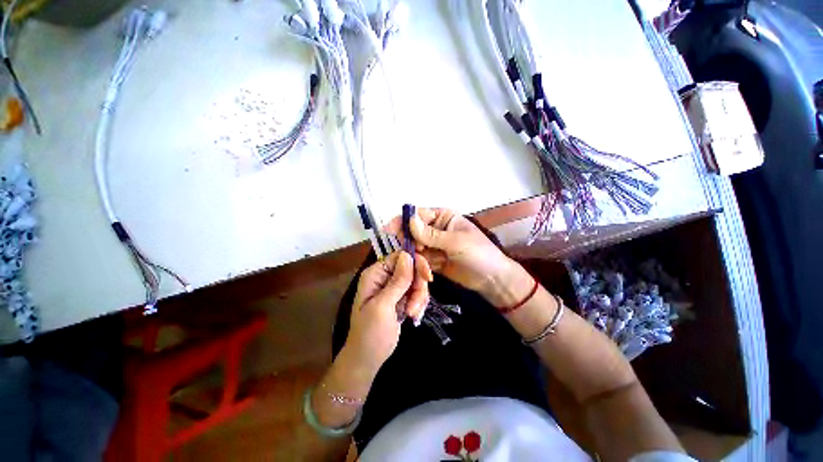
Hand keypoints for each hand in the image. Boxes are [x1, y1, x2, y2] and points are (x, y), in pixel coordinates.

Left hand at [344, 250, 431, 373]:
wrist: (369, 357)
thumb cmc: (370, 332)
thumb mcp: (383, 306)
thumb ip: (397, 281)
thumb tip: (408, 255)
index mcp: (376, 273)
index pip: (400, 256)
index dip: (415, 263)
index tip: (427, 278)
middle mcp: (385, 277)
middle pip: (411, 268)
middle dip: (418, 286)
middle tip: (415, 305)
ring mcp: (394, 287)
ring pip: (417, 281)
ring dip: (419, 297)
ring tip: (412, 313)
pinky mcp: (402, 298)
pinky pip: (417, 292)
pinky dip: (419, 303)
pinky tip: (413, 315)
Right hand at [386, 207, 522, 306]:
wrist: (492, 280)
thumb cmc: (479, 254)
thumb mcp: (456, 242)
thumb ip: (431, 234)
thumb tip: (409, 220)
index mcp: (443, 217)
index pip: (418, 214)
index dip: (403, 221)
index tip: (389, 231)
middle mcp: (435, 229)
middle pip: (412, 232)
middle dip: (408, 242)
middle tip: (409, 253)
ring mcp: (432, 246)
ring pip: (414, 248)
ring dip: (414, 257)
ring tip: (424, 266)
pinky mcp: (432, 261)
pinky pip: (419, 261)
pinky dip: (419, 267)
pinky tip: (426, 273)